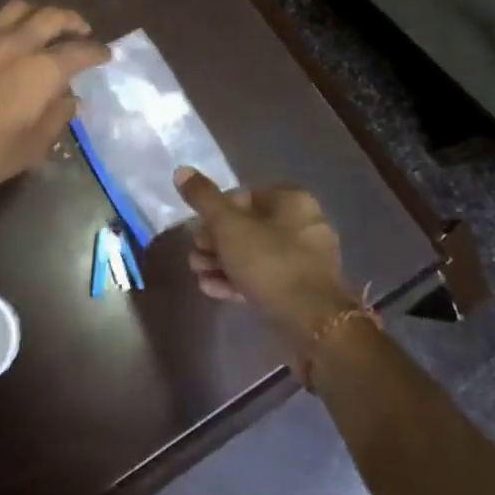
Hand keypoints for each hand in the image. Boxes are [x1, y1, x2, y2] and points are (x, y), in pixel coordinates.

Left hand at [0, 0, 110, 197]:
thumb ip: (56, 117)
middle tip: (80, 30)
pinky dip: (4, 25)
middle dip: (71, 20)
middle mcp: (17, 44)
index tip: (105, 54)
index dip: (97, 51)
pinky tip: (0, 38)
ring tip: (41, 25)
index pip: (80, 51)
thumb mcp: (31, 147)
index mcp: (42, 70)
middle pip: (51, 16)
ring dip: (37, 13)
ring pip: (18, 9)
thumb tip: (71, 99)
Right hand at [176, 169, 357, 348]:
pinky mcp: (301, 291)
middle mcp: (304, 225)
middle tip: (194, 255)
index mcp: (292, 201)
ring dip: (221, 262)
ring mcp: (305, 261)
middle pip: (247, 227)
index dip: (214, 212)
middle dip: (214, 241)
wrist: (313, 324)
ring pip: (254, 254)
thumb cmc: (269, 262)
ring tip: (198, 274)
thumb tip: (181, 170)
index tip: (197, 229)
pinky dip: (238, 280)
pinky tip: (212, 289)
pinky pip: (264, 278)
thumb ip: (203, 198)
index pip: (243, 196)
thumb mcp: (228, 225)